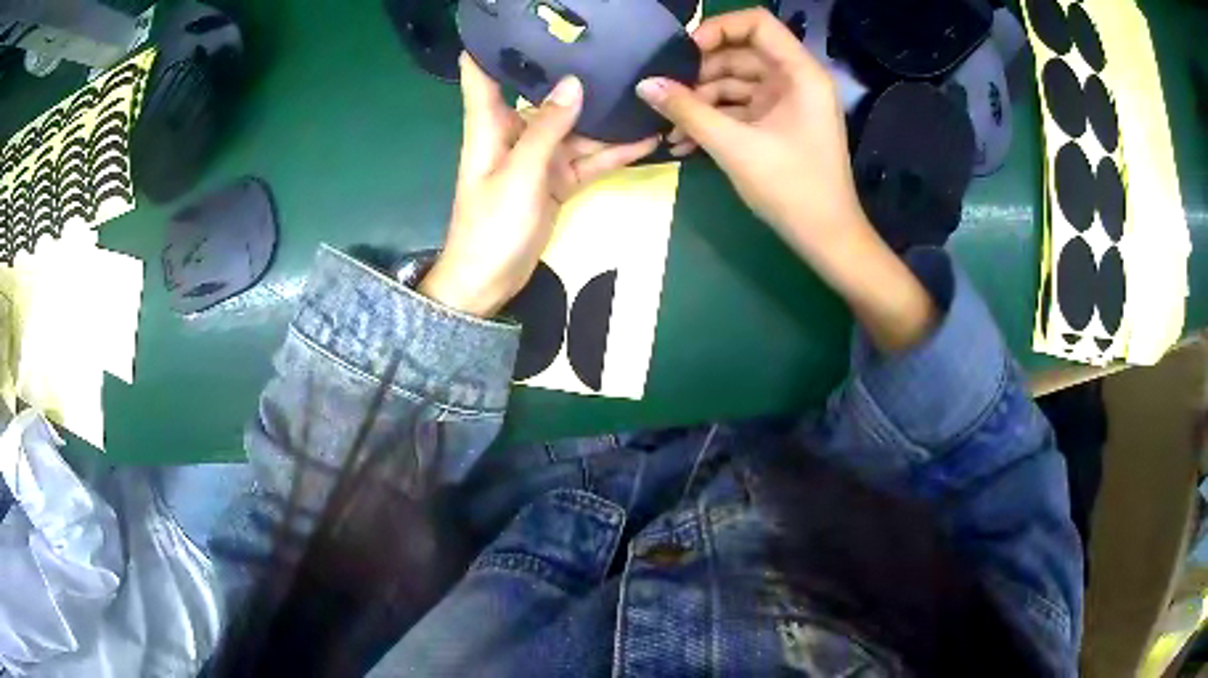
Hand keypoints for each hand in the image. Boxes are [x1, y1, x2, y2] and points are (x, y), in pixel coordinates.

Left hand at [420, 55, 658, 316]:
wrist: (489, 281)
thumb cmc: (491, 225)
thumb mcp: (519, 173)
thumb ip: (546, 128)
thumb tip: (574, 83)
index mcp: (489, 125)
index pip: (482, 73)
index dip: (493, 45)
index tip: (520, 22)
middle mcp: (515, 133)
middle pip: (543, 94)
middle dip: (573, 74)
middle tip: (610, 50)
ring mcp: (539, 157)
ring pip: (576, 127)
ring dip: (606, 116)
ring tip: (643, 91)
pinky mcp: (557, 180)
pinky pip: (589, 159)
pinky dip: (614, 151)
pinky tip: (646, 136)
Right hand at [637, 10, 936, 352]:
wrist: (827, 239)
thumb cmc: (791, 188)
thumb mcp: (734, 146)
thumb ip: (687, 111)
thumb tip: (644, 84)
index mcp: (799, 73)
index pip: (756, 23)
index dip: (718, 29)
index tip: (684, 53)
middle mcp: (795, 80)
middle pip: (740, 53)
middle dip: (700, 73)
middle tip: (664, 93)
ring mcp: (786, 103)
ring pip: (735, 83)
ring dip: (700, 102)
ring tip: (667, 125)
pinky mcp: (777, 125)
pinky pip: (740, 109)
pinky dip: (714, 120)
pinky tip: (683, 141)